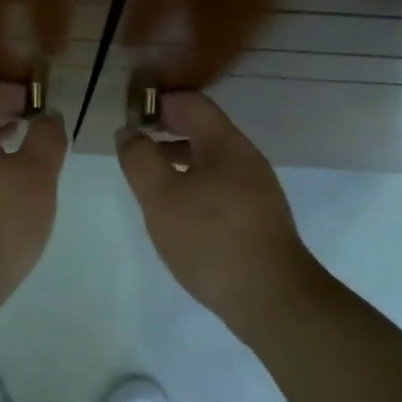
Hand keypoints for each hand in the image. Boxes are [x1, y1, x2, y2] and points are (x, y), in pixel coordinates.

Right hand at [116, 91, 318, 335]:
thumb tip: (129, 132)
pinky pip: (220, 183)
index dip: (157, 103)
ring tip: (149, 178)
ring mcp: (256, 188)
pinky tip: (178, 209)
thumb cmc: (210, 240)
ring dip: (177, 158)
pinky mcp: (258, 215)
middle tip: (133, 147)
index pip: (190, 102)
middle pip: (202, 127)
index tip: (129, 119)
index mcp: (225, 143)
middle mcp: (245, 157)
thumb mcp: (161, 197)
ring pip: (210, 158)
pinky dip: (193, 182)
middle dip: (165, 130)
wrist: (272, 299)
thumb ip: (140, 159)